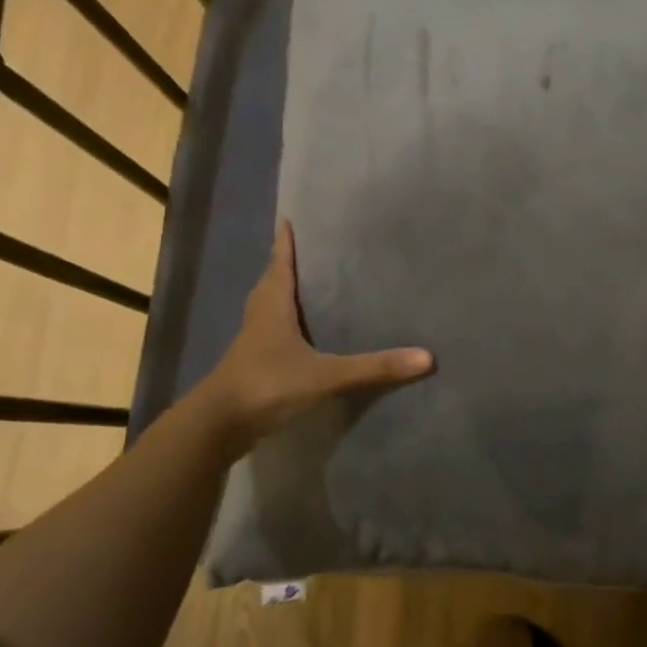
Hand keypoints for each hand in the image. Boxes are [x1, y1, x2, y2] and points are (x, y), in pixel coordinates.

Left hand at [196, 221, 432, 440]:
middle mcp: (260, 316)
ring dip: (284, 294)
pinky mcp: (253, 364)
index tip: (289, 220)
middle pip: (272, 281)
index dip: (285, 242)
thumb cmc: (267, 384)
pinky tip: (302, 335)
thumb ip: (373, 367)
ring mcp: (254, 342)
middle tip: (310, 251)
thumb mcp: (325, 375)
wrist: (219, 426)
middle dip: (286, 265)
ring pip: (269, 307)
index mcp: (272, 305)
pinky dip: (285, 325)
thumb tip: (427, 357)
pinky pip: (271, 333)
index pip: (279, 263)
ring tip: (309, 287)